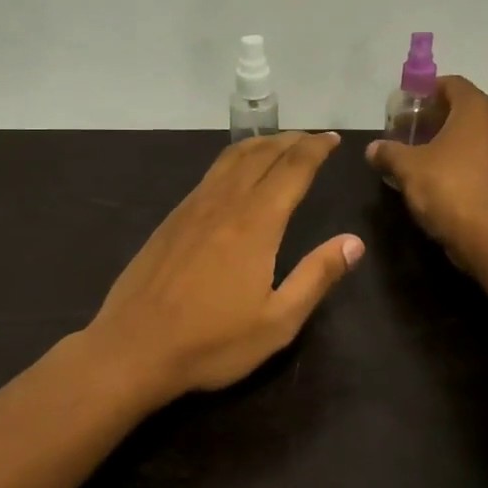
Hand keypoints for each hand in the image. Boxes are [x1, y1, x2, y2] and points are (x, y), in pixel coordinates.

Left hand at [83, 133, 363, 404]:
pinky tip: (236, 174)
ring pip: (231, 158)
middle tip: (313, 138)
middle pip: (261, 154)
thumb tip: (354, 242)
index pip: (292, 169)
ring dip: (260, 144)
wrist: (133, 348)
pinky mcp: (171, 220)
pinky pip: (210, 175)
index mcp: (255, 223)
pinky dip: (233, 160)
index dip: (315, 149)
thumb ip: (316, 277)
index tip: (332, 139)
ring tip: (279, 144)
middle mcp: (224, 203)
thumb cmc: (211, 342)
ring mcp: (192, 208)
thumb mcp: (277, 322)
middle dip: (291, 141)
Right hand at [364, 76, 487, 258]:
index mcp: (475, 109)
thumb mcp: (407, 167)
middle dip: (434, 116)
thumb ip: (388, 152)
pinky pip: (479, 155)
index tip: (405, 106)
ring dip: (446, 138)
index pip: (452, 83)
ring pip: (472, 133)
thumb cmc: (446, 187)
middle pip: (463, 108)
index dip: (426, 90)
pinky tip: (436, 175)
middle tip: (407, 130)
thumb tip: (373, 149)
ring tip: (418, 153)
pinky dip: (459, 157)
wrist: (487, 234)